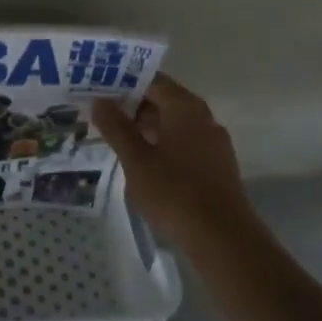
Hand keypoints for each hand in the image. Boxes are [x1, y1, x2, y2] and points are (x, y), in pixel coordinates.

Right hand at [90, 74, 255, 253]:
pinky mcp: (216, 166)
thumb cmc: (175, 192)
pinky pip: (184, 143)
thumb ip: (116, 127)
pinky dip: (162, 144)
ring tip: (116, 137)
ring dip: (146, 126)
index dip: (123, 82)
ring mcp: (213, 142)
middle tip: (100, 112)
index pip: (151, 80)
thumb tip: (99, 100)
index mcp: (184, 107)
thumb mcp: (136, 159)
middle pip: (163, 100)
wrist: (224, 240)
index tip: (97, 88)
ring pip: (173, 123)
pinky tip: (142, 161)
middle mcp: (203, 117)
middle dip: (132, 105)